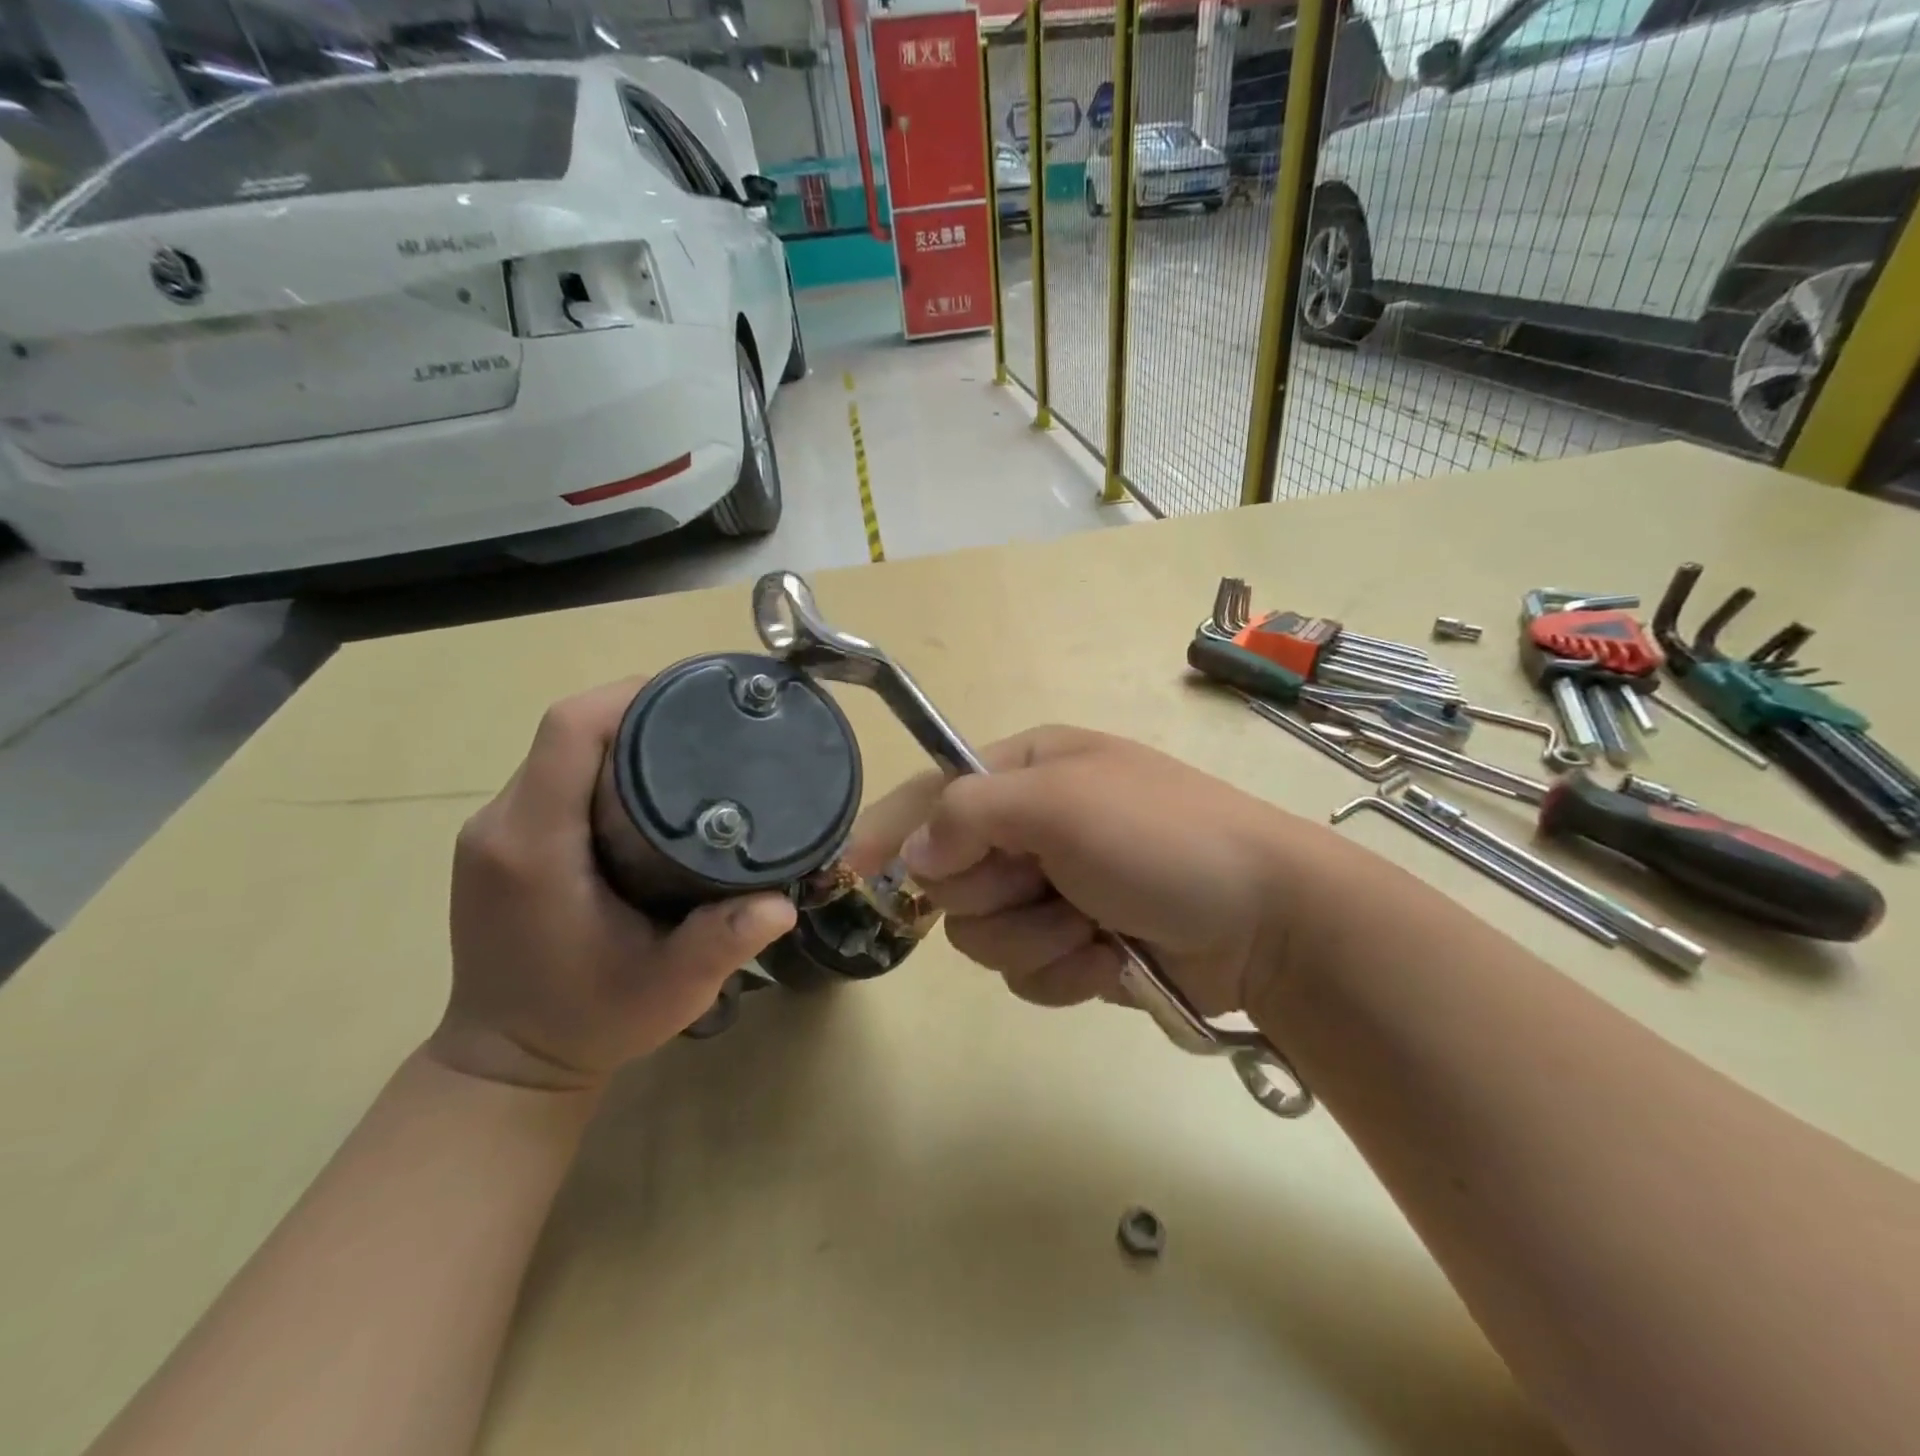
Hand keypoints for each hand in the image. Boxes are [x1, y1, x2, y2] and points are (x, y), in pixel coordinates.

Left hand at [433, 679, 796, 1090]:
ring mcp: (493, 832)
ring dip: (621, 736)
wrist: (508, 1066)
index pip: (570, 729)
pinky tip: (648, 788)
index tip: (697, 697)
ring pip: (560, 750)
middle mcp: (501, 825)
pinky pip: (551, 776)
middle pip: (567, 730)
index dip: (630, 696)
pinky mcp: (500, 844)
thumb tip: (784, 901)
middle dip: (639, 712)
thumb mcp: (669, 989)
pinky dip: (600, 764)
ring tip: (690, 751)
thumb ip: (723, 942)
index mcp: (534, 846)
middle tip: (712, 728)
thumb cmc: (588, 1023)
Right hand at [847, 726, 1341, 1017]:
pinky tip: (1109, 960)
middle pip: (952, 877)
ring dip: (1035, 939)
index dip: (892, 829)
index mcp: (1029, 772)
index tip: (851, 868)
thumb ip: (972, 814)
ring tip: (1090, 926)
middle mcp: (1033, 827)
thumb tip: (915, 855)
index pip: (934, 793)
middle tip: (1047, 885)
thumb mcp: (1063, 804)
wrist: (1268, 920)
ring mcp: (1054, 888)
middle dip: (995, 894)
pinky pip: (1026, 972)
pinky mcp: (1074, 943)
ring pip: (983, 933)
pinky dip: (1064, 972)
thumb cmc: (1162, 839)